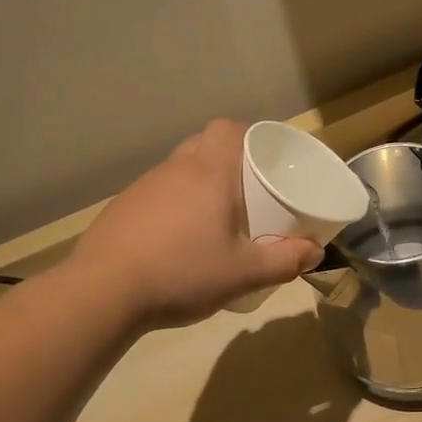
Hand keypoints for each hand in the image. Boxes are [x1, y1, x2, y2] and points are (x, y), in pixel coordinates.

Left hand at [73, 119, 322, 328]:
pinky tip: (179, 240)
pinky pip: (158, 194)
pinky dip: (175, 205)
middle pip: (205, 145)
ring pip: (180, 170)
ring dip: (200, 184)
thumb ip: (284, 262)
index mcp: (208, 173)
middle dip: (230, 160)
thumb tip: (316, 252)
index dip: (251, 136)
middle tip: (249, 192)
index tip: (267, 159)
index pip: (229, 129)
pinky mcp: (122, 208)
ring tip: (216, 218)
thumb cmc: (183, 273)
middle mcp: (174, 169)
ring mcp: (143, 187)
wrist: (104, 292)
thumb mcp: (243, 274)